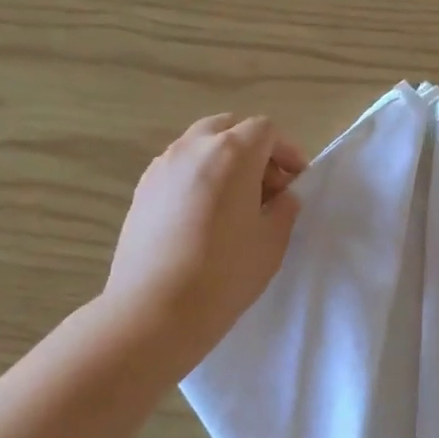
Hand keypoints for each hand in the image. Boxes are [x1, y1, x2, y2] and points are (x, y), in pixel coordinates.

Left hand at [104, 113, 306, 372]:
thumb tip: (281, 197)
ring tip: (235, 203)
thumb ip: (284, 209)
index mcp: (231, 153)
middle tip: (267, 187)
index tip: (296, 181)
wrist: (155, 309)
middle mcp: (192, 148)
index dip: (287, 151)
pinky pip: (178, 168)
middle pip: (228, 127)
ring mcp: (161, 166)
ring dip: (223, 161)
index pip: (265, 130)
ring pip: (199, 145)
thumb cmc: (225, 274)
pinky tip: (203, 216)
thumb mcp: (272, 242)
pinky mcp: (142, 190)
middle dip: (253, 149)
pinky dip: (198, 177)